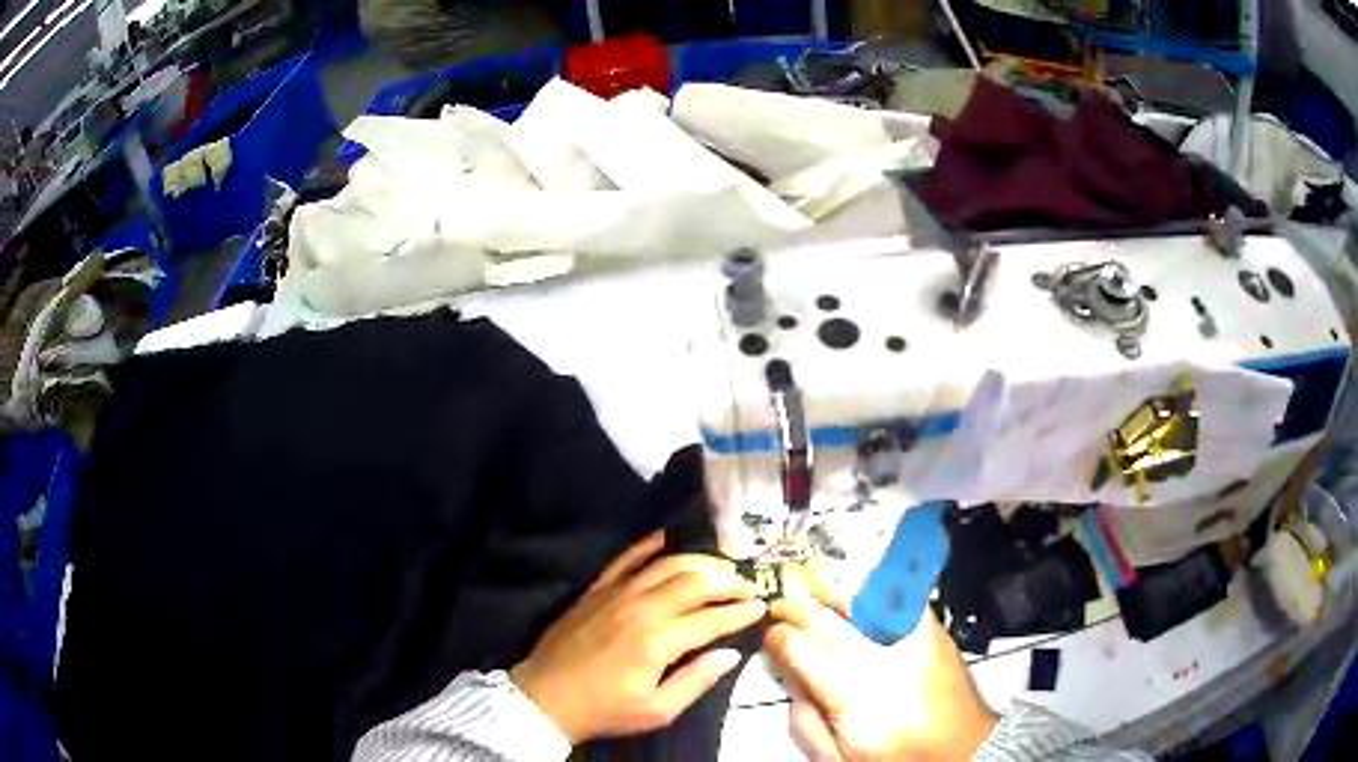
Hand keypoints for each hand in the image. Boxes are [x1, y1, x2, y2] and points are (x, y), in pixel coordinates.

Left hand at [510, 531, 766, 742]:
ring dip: (699, 561)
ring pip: (666, 565)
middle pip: (695, 582)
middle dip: (728, 581)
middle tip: (748, 585)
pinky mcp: (596, 590)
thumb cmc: (605, 710)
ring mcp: (616, 594)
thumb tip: (731, 655)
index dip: (741, 612)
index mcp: (659, 641)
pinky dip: (648, 546)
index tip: (762, 607)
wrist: (545, 697)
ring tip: (721, 566)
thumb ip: (697, 681)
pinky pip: (625, 559)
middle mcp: (641, 608)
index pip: (712, 618)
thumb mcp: (657, 710)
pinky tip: (667, 538)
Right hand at [765, 582, 996, 761]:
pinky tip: (865, 593)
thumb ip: (807, 724)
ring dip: (832, 593)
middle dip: (796, 609)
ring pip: (862, 602)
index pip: (801, 651)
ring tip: (815, 589)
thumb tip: (792, 686)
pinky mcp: (934, 635)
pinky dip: (879, 593)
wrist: (962, 748)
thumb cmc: (899, 757)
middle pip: (825, 621)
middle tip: (781, 606)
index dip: (779, 638)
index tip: (771, 634)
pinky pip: (903, 600)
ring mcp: (910, 643)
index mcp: (851, 695)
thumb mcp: (841, 757)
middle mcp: (879, 661)